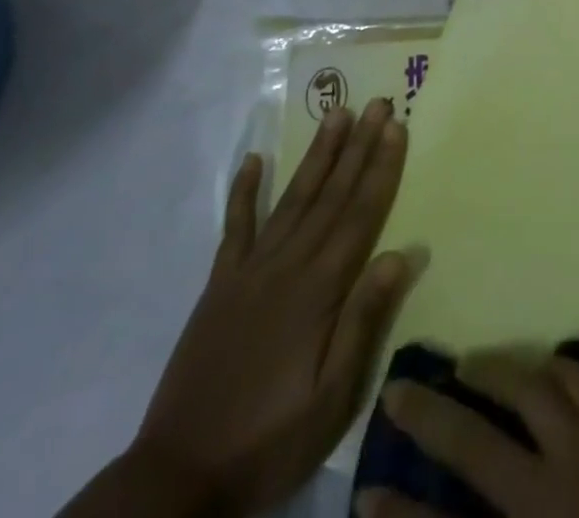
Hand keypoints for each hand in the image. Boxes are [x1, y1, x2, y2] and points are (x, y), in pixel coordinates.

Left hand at [128, 100, 411, 513]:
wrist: (177, 476)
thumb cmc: (269, 439)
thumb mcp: (332, 397)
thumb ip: (364, 320)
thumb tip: (402, 254)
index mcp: (320, 289)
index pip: (361, 213)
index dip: (381, 167)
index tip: (396, 126)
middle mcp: (287, 265)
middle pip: (331, 194)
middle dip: (358, 146)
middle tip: (378, 103)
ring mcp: (249, 271)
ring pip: (292, 198)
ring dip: (317, 155)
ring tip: (335, 114)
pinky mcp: (219, 285)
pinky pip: (235, 228)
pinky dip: (243, 192)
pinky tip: (253, 160)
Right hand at [357, 351, 578, 517]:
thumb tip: (470, 508)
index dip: (402, 513)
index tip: (367, 489)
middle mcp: (561, 485)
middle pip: (482, 441)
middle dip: (437, 413)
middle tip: (409, 382)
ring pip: (537, 388)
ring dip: (500, 371)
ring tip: (477, 363)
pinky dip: (561, 367)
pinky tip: (550, 364)